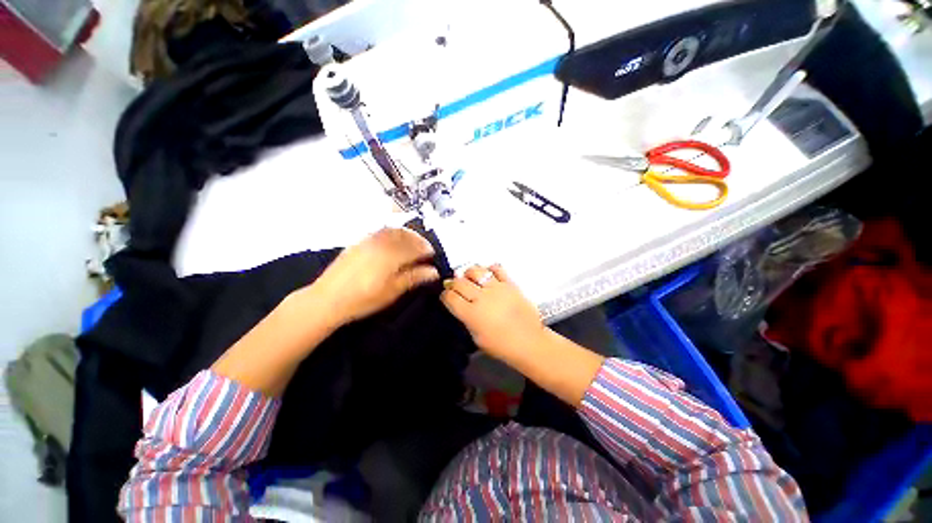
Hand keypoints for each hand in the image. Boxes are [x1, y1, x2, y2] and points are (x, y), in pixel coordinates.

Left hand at [311, 228, 439, 325]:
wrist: (327, 299)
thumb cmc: (362, 300)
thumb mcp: (392, 292)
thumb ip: (413, 278)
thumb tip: (433, 272)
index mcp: (391, 256)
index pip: (415, 247)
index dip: (426, 249)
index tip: (433, 255)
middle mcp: (380, 243)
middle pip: (405, 235)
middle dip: (418, 240)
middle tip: (425, 249)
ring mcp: (368, 241)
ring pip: (392, 230)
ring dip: (406, 234)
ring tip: (412, 245)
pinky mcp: (358, 242)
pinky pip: (380, 232)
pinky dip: (392, 233)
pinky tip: (393, 243)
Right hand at [440, 265, 545, 363]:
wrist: (529, 341)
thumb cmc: (502, 345)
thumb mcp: (477, 338)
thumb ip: (467, 319)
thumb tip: (461, 306)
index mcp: (471, 314)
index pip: (450, 297)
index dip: (445, 295)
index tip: (446, 296)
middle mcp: (481, 297)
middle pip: (459, 282)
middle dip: (453, 283)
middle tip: (455, 287)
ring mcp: (496, 288)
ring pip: (476, 271)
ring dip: (469, 273)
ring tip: (470, 278)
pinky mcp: (510, 284)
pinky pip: (497, 269)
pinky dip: (490, 269)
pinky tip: (488, 274)